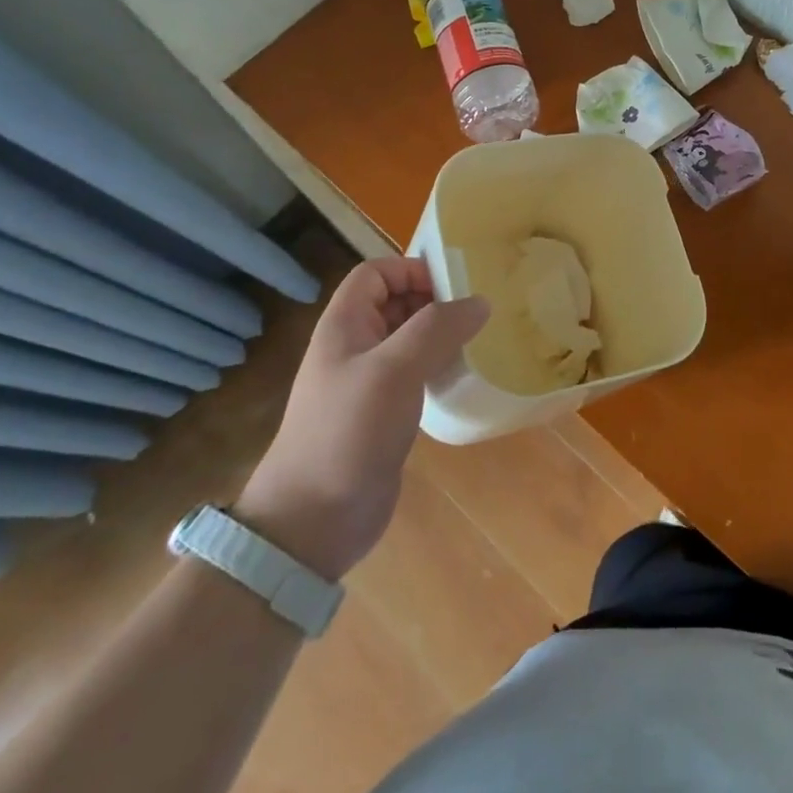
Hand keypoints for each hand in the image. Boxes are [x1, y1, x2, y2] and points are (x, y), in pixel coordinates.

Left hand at [234, 257, 486, 580]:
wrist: (312, 522)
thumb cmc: (348, 432)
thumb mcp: (394, 370)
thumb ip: (438, 329)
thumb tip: (480, 302)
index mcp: (344, 325)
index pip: (376, 273)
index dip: (411, 269)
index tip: (453, 286)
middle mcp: (353, 346)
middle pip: (395, 302)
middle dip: (433, 301)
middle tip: (475, 313)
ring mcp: (367, 382)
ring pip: (407, 339)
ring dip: (439, 335)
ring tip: (477, 341)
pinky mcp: (382, 414)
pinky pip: (414, 374)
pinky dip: (437, 367)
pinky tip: (461, 378)